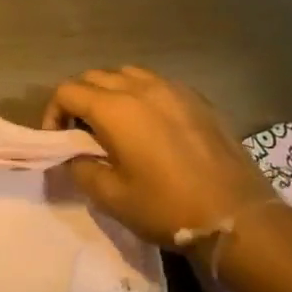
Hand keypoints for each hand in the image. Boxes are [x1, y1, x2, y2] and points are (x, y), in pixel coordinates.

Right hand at [43, 67, 276, 244]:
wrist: (237, 217)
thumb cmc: (166, 208)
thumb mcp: (110, 197)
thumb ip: (81, 168)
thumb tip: (74, 156)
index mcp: (115, 109)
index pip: (67, 92)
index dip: (53, 113)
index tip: (58, 140)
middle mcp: (141, 89)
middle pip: (94, 77)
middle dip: (79, 100)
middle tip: (81, 133)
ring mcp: (174, 90)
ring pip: (127, 74)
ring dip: (110, 92)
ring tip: (113, 124)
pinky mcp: (198, 100)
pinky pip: (157, 83)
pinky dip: (141, 95)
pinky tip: (148, 125)